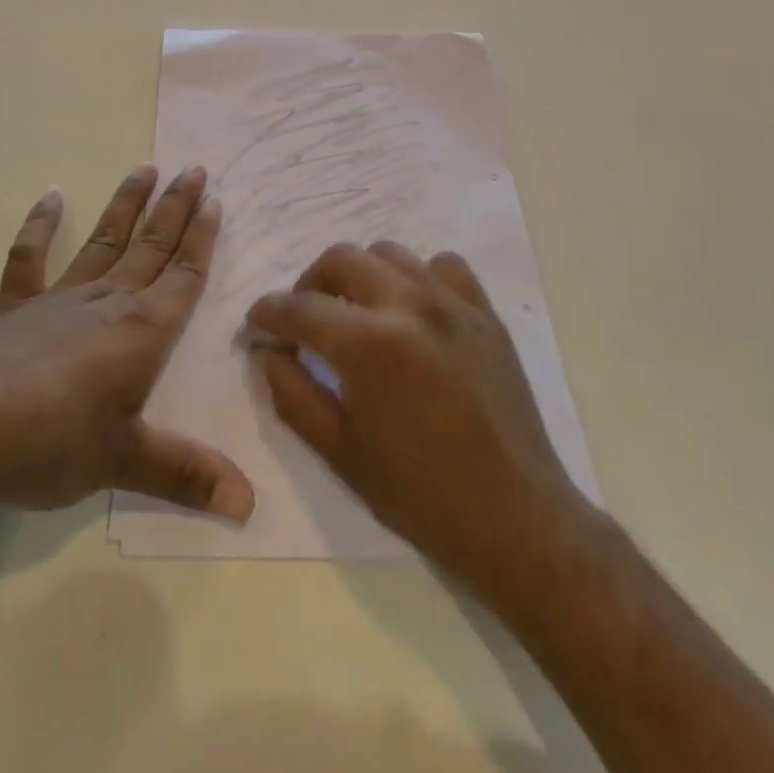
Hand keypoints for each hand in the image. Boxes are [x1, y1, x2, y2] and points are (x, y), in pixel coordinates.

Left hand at [0, 164, 253, 521]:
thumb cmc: (54, 444)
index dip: (202, 239)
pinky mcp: (15, 308)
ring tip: (145, 168)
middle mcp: (107, 302)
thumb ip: (187, 475)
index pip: (184, 276)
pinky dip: (40, 226)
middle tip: (194, 169)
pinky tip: (51, 196)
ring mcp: (59, 299)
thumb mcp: (125, 463)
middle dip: (176, 208)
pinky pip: (30, 258)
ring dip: (126, 204)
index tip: (215, 201)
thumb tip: (250, 505)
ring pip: (104, 241)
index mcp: (141, 331)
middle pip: (151, 246)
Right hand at [244, 241, 591, 591]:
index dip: (268, 313)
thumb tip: (266, 352)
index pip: (300, 308)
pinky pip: (443, 266)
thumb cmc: (420, 496)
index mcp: (370, 344)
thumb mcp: (340, 452)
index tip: (257, 325)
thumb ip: (292, 393)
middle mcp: (410, 306)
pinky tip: (413, 313)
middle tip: (304, 321)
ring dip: (360, 275)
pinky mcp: (485, 313)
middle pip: (342, 259)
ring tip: (357, 313)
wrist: (517, 519)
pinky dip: (418, 278)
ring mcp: (453, 304)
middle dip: (309, 284)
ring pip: (390, 253)